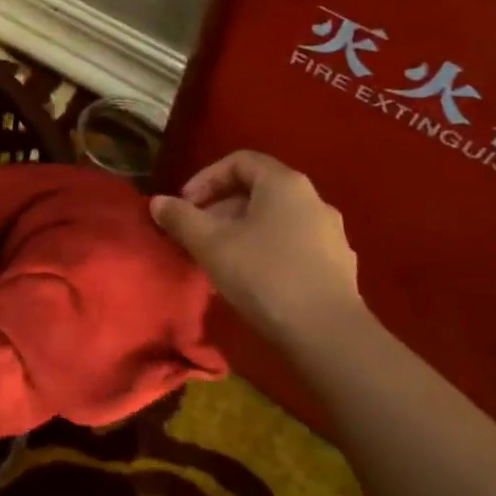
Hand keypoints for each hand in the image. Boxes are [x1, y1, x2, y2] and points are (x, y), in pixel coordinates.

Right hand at [149, 151, 362, 343]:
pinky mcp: (338, 264)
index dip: (205, 178)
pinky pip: (293, 245)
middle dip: (220, 208)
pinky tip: (252, 280)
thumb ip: (181, 218)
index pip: (240, 161)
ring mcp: (331, 233)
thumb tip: (158, 201)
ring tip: (219, 259)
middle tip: (196, 234)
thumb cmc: (265, 276)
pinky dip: (266, 250)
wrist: (328, 333)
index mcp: (285, 184)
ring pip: (275, 220)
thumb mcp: (211, 245)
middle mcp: (313, 200)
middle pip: (258, 190)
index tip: (185, 205)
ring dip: (242, 231)